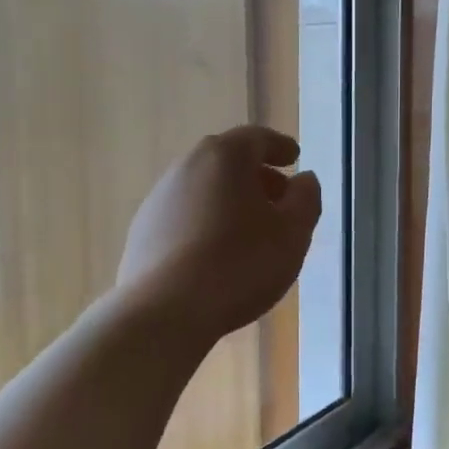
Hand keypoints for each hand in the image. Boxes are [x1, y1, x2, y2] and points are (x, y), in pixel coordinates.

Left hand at [117, 126, 322, 343]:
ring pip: (203, 190)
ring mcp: (158, 200)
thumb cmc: (241, 264)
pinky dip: (206, 224)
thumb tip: (305, 180)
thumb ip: (306, 200)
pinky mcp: (143, 233)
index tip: (295, 157)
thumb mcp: (293, 234)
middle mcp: (186, 167)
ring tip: (250, 232)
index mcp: (224, 157)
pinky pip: (185, 218)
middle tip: (279, 199)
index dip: (280, 146)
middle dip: (256, 177)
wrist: (167, 310)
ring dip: (229, 202)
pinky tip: (217, 254)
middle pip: (227, 162)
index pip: (257, 138)